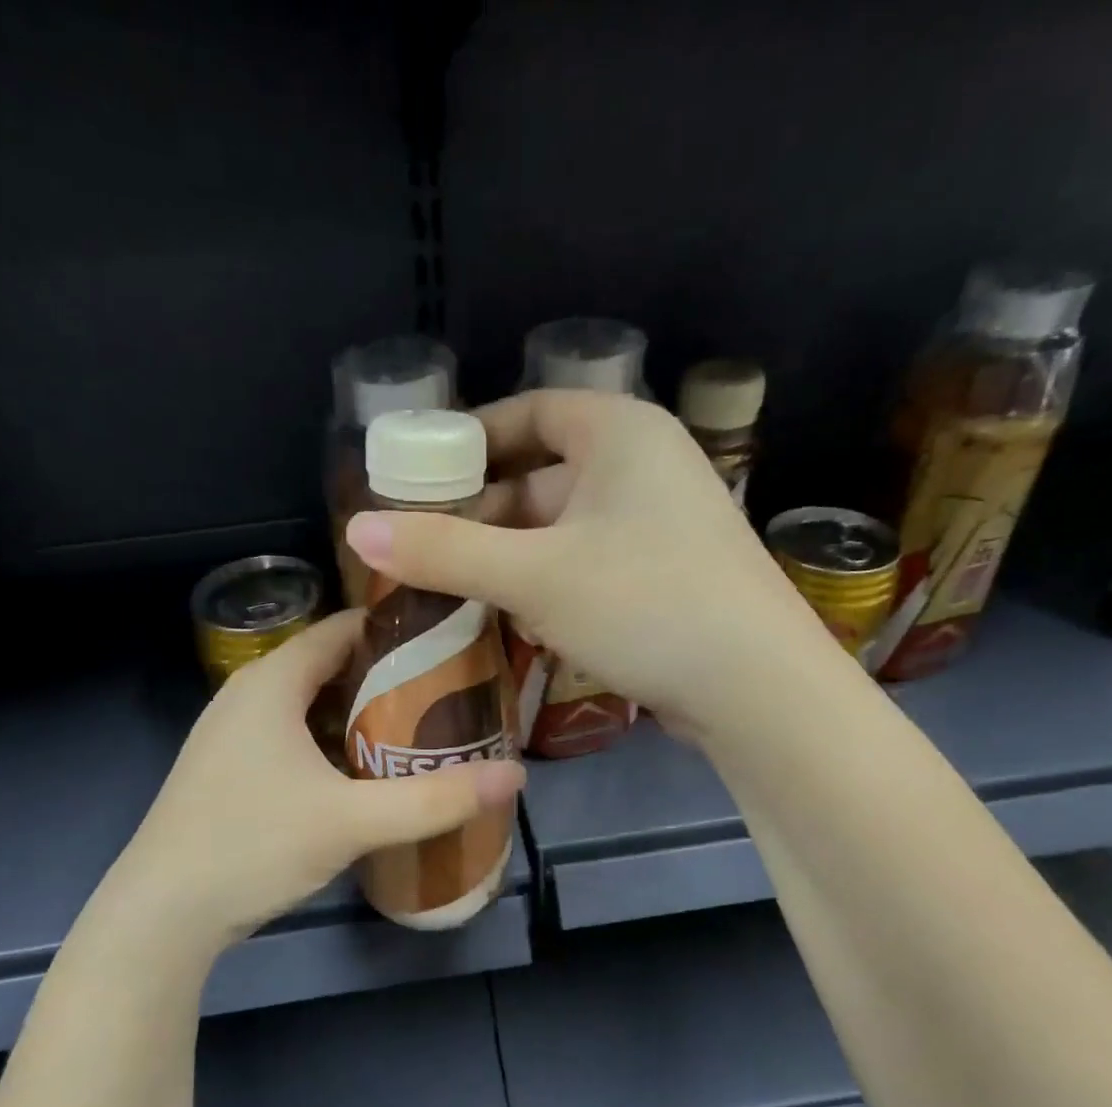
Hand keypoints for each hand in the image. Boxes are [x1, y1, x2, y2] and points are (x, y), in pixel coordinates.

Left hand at [111, 610, 525, 949]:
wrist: (161, 915)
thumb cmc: (252, 845)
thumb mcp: (352, 821)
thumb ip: (435, 799)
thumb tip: (515, 776)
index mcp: (272, 682)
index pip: (343, 628)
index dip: (398, 630)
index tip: (453, 643)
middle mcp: (248, 695)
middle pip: (331, 666)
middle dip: (389, 677)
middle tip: (450, 694)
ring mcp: (232, 734)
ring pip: (311, 705)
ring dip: (361, 714)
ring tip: (420, 730)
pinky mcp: (229, 771)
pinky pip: (292, 736)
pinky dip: (332, 742)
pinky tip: (365, 773)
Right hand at [343, 390, 836, 737]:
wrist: (755, 688)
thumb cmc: (644, 603)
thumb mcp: (533, 575)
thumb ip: (444, 550)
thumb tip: (357, 529)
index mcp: (620, 434)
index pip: (530, 412)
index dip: (470, 441)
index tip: (417, 478)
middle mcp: (644, 467)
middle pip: (541, 476)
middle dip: (481, 514)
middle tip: (422, 549)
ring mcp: (659, 527)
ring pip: (562, 530)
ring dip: (509, 559)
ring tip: (450, 591)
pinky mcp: (664, 579)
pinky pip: (587, 567)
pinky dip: (546, 586)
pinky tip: (509, 621)